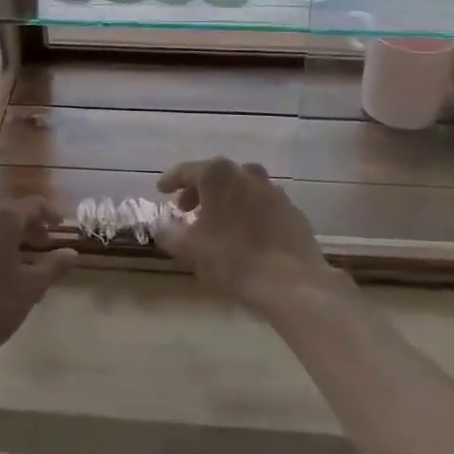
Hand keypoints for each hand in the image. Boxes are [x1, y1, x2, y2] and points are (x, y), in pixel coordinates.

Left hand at [0, 197, 76, 381]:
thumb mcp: (30, 290)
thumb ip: (53, 267)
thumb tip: (71, 252)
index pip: (32, 205)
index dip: (50, 214)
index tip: (60, 227)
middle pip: (6, 213)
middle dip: (26, 227)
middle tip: (41, 246)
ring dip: (2, 239)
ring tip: (14, 264)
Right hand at [156, 157, 340, 312]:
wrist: (291, 282)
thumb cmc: (232, 259)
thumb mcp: (189, 249)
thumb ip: (168, 232)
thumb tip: (161, 225)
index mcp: (218, 175)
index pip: (186, 171)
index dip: (171, 181)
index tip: (161, 191)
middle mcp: (246, 173)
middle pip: (216, 176)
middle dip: (199, 191)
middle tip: (187, 210)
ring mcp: (273, 190)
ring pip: (242, 188)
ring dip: (226, 201)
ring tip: (218, 223)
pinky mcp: (292, 210)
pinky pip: (263, 205)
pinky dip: (250, 213)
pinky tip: (247, 235)